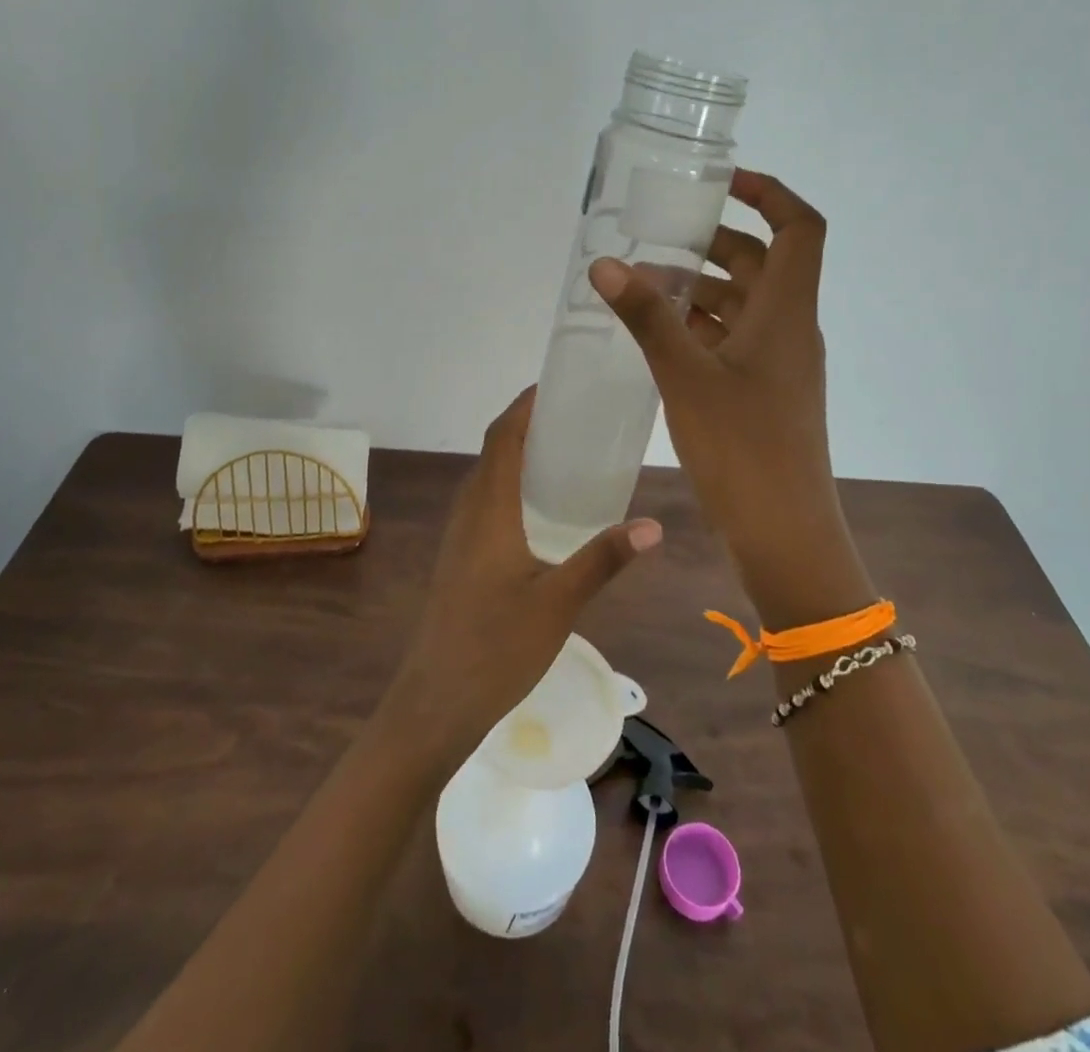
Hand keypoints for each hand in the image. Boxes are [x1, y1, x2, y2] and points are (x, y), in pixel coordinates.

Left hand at [384, 387, 661, 764]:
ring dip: (518, 455)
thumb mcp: (559, 602)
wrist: (436, 701)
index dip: (524, 405)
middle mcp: (469, 512)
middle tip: (574, 418)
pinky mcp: (460, 557)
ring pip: (487, 478)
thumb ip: (603, 559)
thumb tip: (653, 526)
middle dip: (528, 425)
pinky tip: (541, 511)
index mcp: (489, 509)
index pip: (502, 437)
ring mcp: (459, 536)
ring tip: (565, 454)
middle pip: (494, 451)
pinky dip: (512, 485)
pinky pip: (486, 502)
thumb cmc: (496, 647)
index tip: (556, 387)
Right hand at [588, 168, 870, 627]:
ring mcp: (780, 365)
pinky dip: (701, 328)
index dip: (769, 192)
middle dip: (714, 243)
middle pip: (763, 263)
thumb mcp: (685, 375)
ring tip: (643, 289)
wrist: (784, 534)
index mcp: (787, 312)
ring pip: (744, 305)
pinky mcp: (764, 394)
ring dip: (701, 290)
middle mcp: (791, 329)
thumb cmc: (742, 448)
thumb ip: (646, 317)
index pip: (800, 227)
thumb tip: (605, 264)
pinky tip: (658, 338)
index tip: (720, 182)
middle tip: (658, 240)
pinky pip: (735, 341)